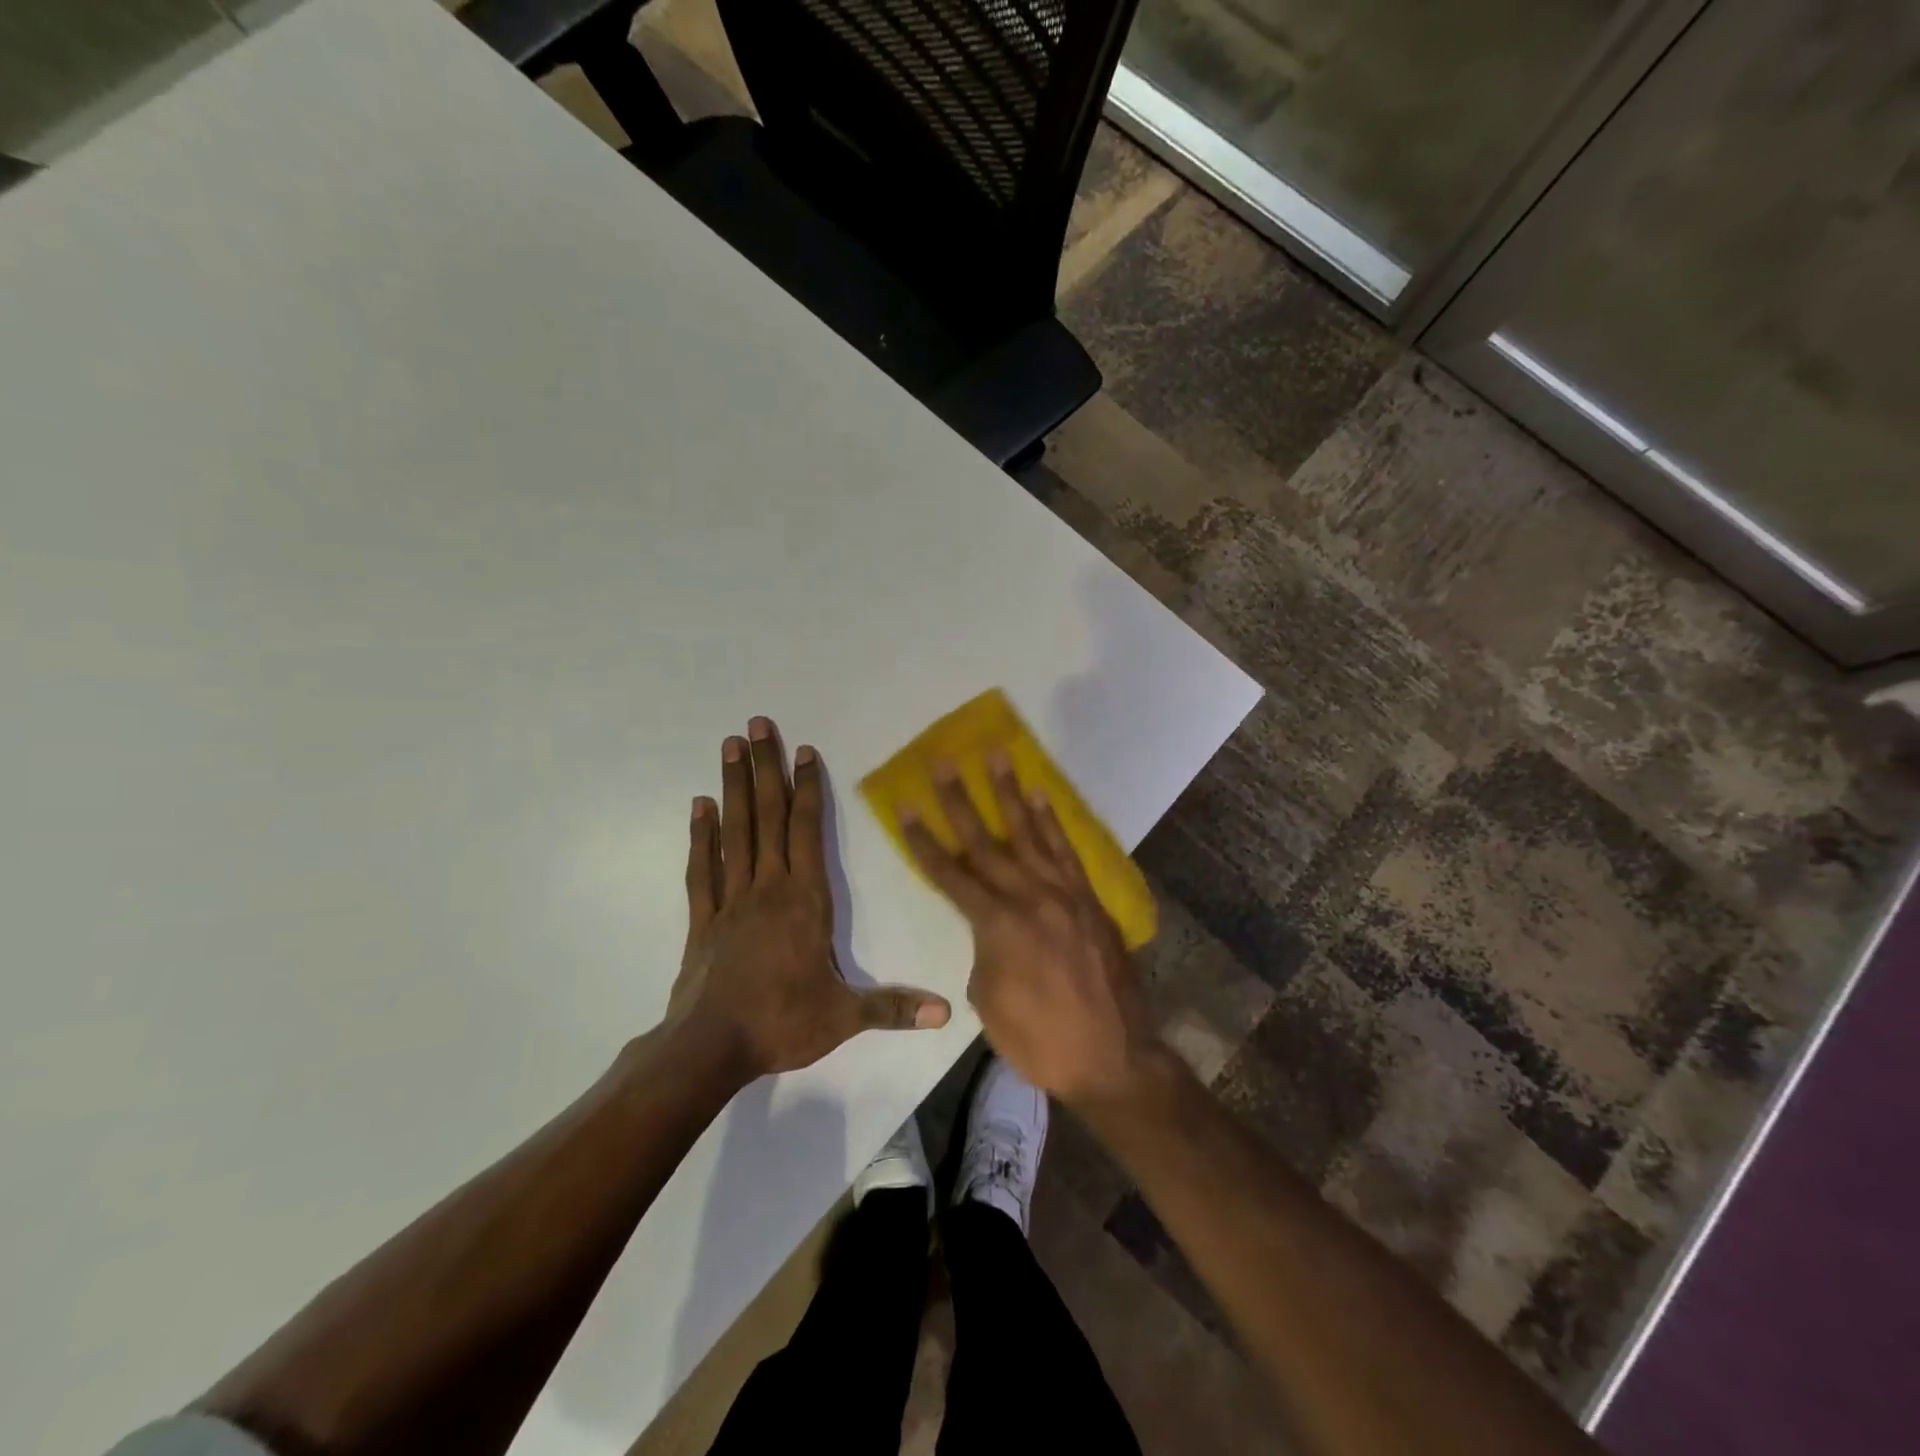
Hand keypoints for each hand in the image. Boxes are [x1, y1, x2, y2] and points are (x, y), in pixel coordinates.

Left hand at [669, 717, 951, 1081]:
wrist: (710, 1049)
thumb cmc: (781, 1023)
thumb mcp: (845, 1017)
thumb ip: (894, 1007)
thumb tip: (946, 1011)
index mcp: (805, 900)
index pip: (807, 830)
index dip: (807, 788)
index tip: (804, 751)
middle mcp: (768, 887)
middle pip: (767, 816)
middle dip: (765, 768)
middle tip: (755, 724)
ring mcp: (731, 899)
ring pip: (735, 831)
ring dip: (734, 786)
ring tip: (729, 746)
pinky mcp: (703, 918)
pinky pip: (702, 868)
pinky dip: (701, 835)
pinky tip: (700, 806)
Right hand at [898, 753, 1160, 1105]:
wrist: (1113, 1057)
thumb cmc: (1040, 1040)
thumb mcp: (990, 1002)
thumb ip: (984, 951)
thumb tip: (991, 928)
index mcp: (997, 926)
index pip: (950, 874)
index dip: (924, 841)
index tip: (906, 806)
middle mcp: (1029, 898)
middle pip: (985, 842)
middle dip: (959, 800)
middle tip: (943, 761)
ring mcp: (1064, 894)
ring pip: (1029, 834)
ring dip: (1010, 793)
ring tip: (997, 755)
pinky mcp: (1090, 899)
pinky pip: (1067, 851)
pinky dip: (1052, 822)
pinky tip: (1041, 796)